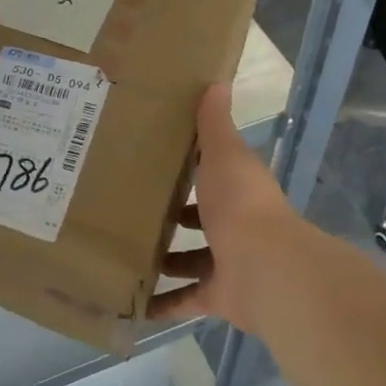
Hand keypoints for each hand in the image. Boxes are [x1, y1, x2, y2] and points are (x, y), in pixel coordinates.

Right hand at [150, 83, 308, 331]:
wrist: (265, 268)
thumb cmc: (240, 204)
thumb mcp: (224, 155)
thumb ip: (215, 125)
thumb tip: (216, 81)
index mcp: (236, 191)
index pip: (210, 175)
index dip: (187, 170)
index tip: (151, 162)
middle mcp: (234, 226)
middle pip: (198, 220)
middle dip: (170, 217)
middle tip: (126, 210)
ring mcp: (226, 264)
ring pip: (190, 261)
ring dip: (163, 260)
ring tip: (120, 253)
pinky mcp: (217, 297)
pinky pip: (184, 301)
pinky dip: (162, 304)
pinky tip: (130, 301)